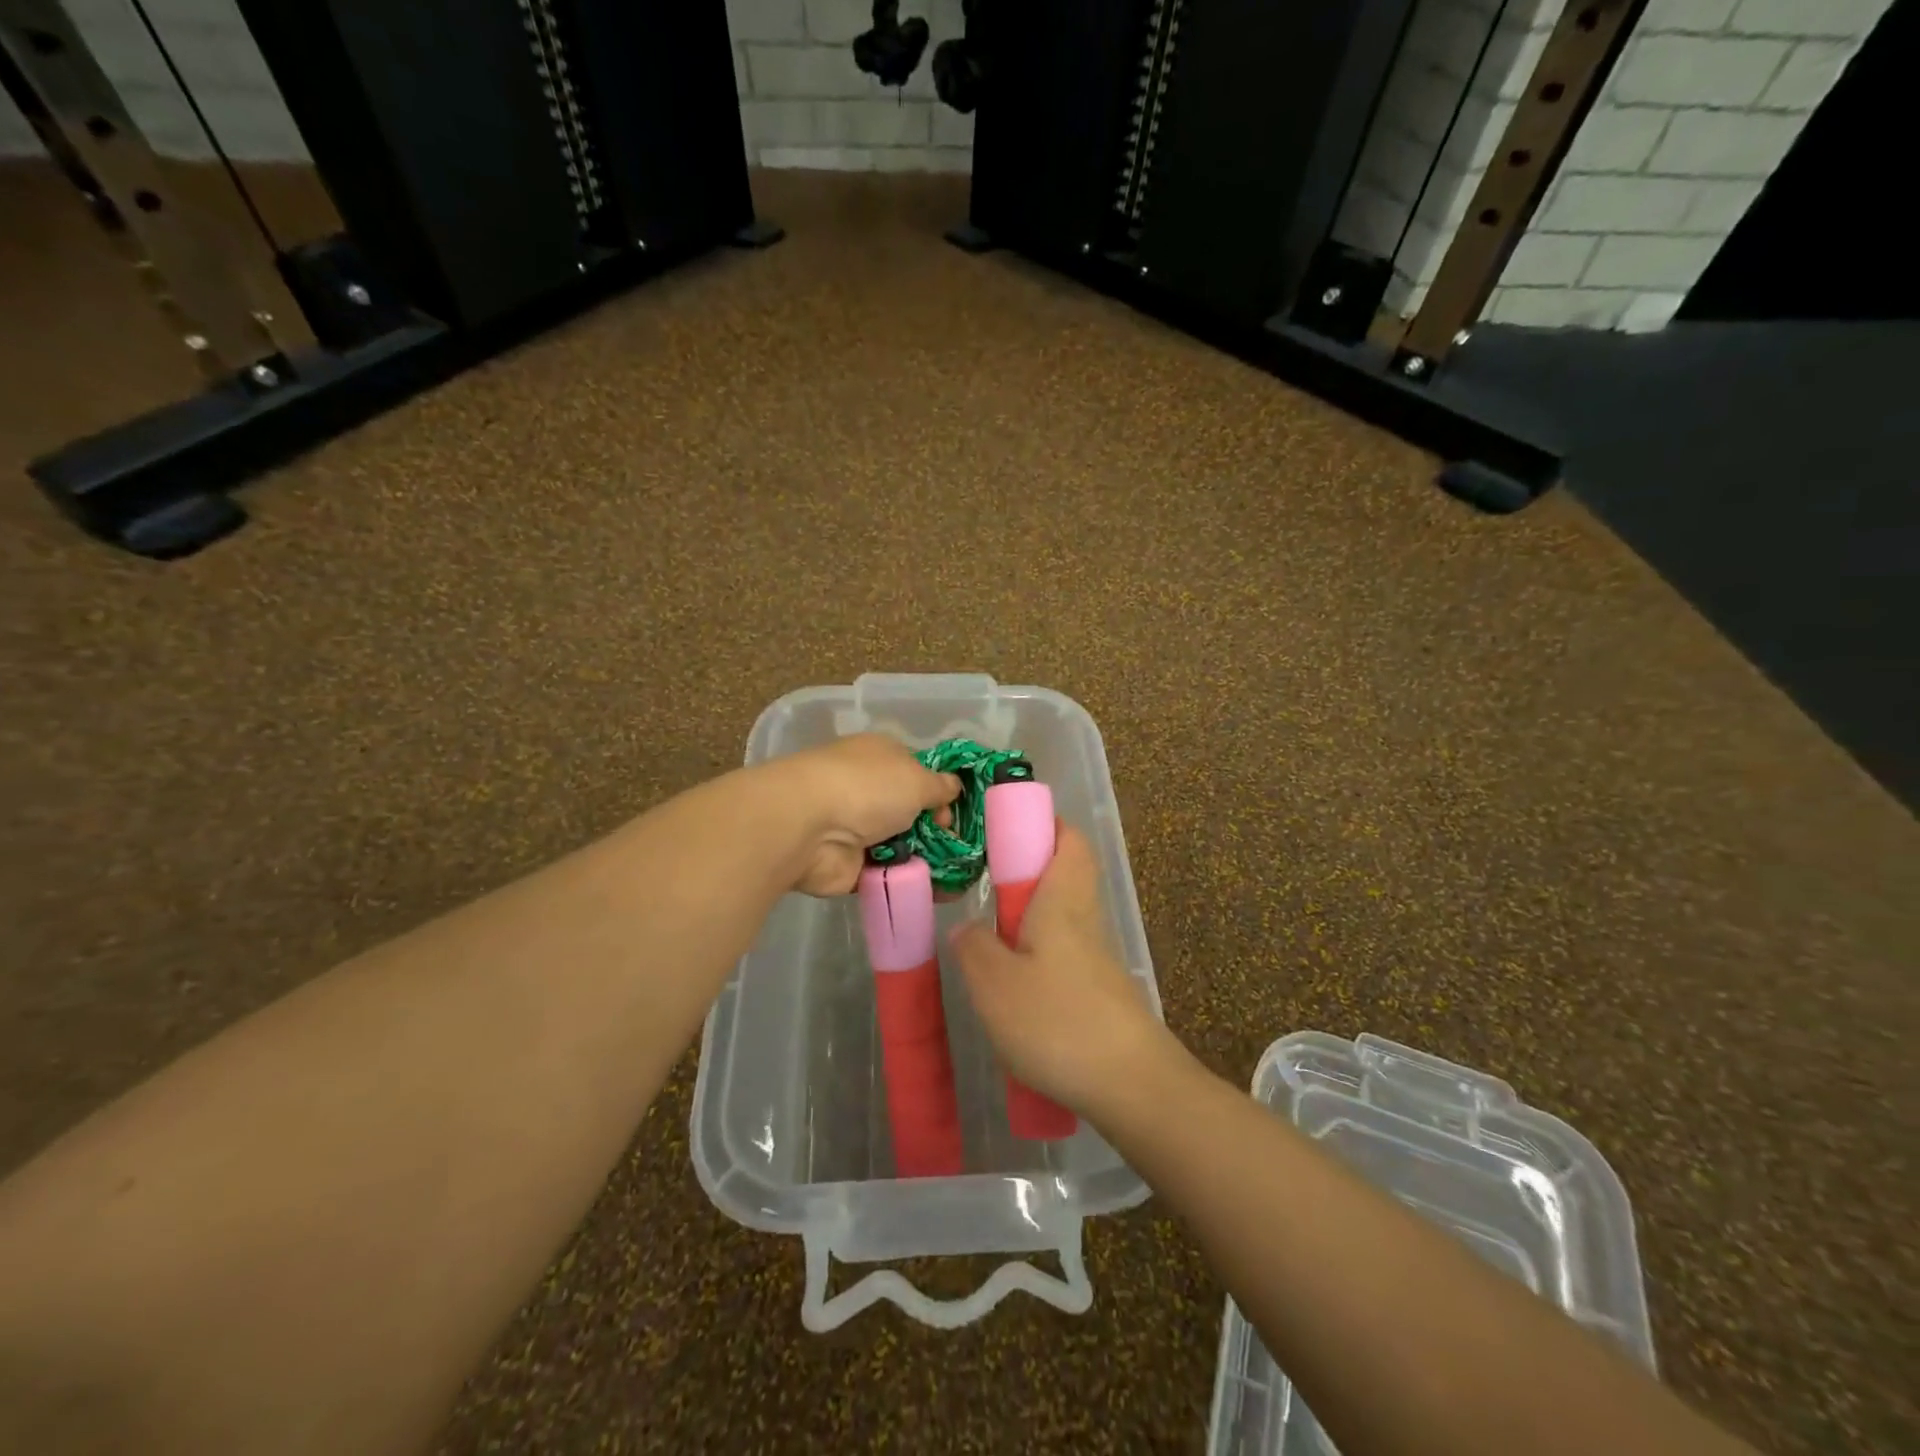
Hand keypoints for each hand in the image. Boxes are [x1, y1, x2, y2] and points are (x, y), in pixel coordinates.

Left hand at [766, 734, 960, 896]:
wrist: (808, 828)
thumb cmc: (866, 788)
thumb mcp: (917, 778)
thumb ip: (940, 786)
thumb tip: (953, 787)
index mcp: (880, 757)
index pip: (917, 772)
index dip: (940, 793)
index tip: (955, 813)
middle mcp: (867, 789)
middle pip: (911, 812)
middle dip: (937, 830)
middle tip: (959, 848)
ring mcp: (856, 828)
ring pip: (902, 845)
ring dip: (926, 859)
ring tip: (958, 876)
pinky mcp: (849, 865)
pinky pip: (888, 875)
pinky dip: (908, 883)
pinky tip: (938, 893)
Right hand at [948, 823, 1171, 1116]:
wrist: (1132, 1086)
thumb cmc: (1058, 1021)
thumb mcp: (994, 984)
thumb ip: (973, 948)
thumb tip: (967, 928)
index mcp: (1063, 901)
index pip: (1069, 840)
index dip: (1045, 823)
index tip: (1010, 826)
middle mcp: (1086, 921)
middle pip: (1066, 877)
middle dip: (1029, 874)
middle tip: (986, 889)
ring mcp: (1098, 960)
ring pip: (1063, 919)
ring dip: (1030, 921)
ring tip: (989, 946)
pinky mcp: (1102, 995)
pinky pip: (1065, 958)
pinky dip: (1039, 959)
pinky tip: (1015, 992)